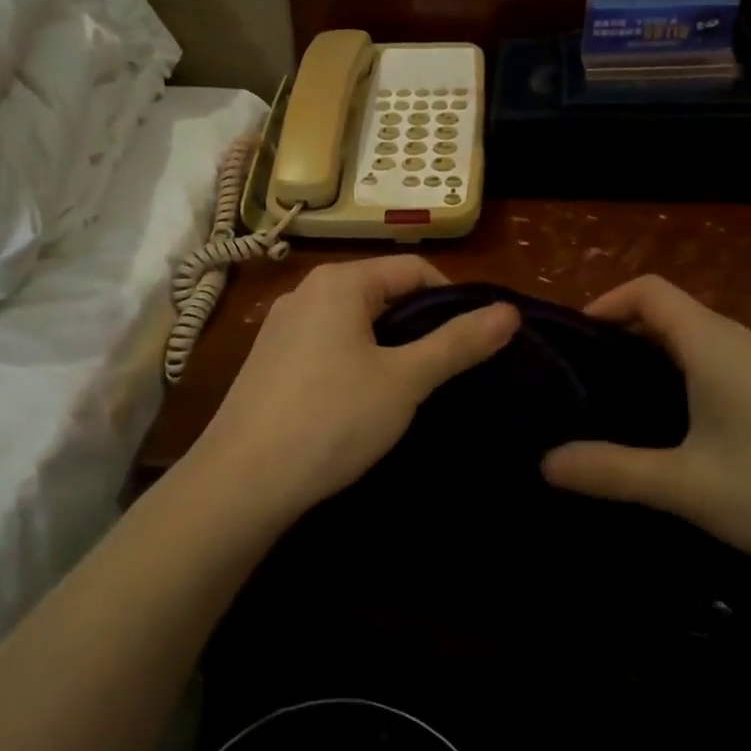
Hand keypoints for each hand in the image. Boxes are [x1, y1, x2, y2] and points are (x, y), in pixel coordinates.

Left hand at [187, 257, 518, 523]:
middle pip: (381, 292)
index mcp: (339, 282)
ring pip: (353, 322)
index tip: (474, 343)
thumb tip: (508, 311)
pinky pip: (325, 346)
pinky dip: (354, 362)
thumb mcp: (404, 381)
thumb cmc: (331, 420)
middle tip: (447, 370)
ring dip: (387, 347)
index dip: (452, 301)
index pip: (413, 269)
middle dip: (419, 325)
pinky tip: (360, 403)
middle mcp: (305, 292)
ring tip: (410, 389)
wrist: (242, 481)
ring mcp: (280, 327)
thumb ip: (457, 343)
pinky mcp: (268, 361)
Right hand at [541, 276, 750, 597]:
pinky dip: (698, 388)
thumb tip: (544, 462)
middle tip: (584, 390)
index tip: (571, 342)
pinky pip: (734, 374)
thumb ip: (612, 471)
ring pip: (705, 349)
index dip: (604, 302)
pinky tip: (697, 444)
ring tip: (628, 417)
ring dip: (661, 369)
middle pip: (673, 318)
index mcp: (715, 342)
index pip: (648, 290)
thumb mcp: (691, 487)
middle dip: (624, 343)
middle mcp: (749, 341)